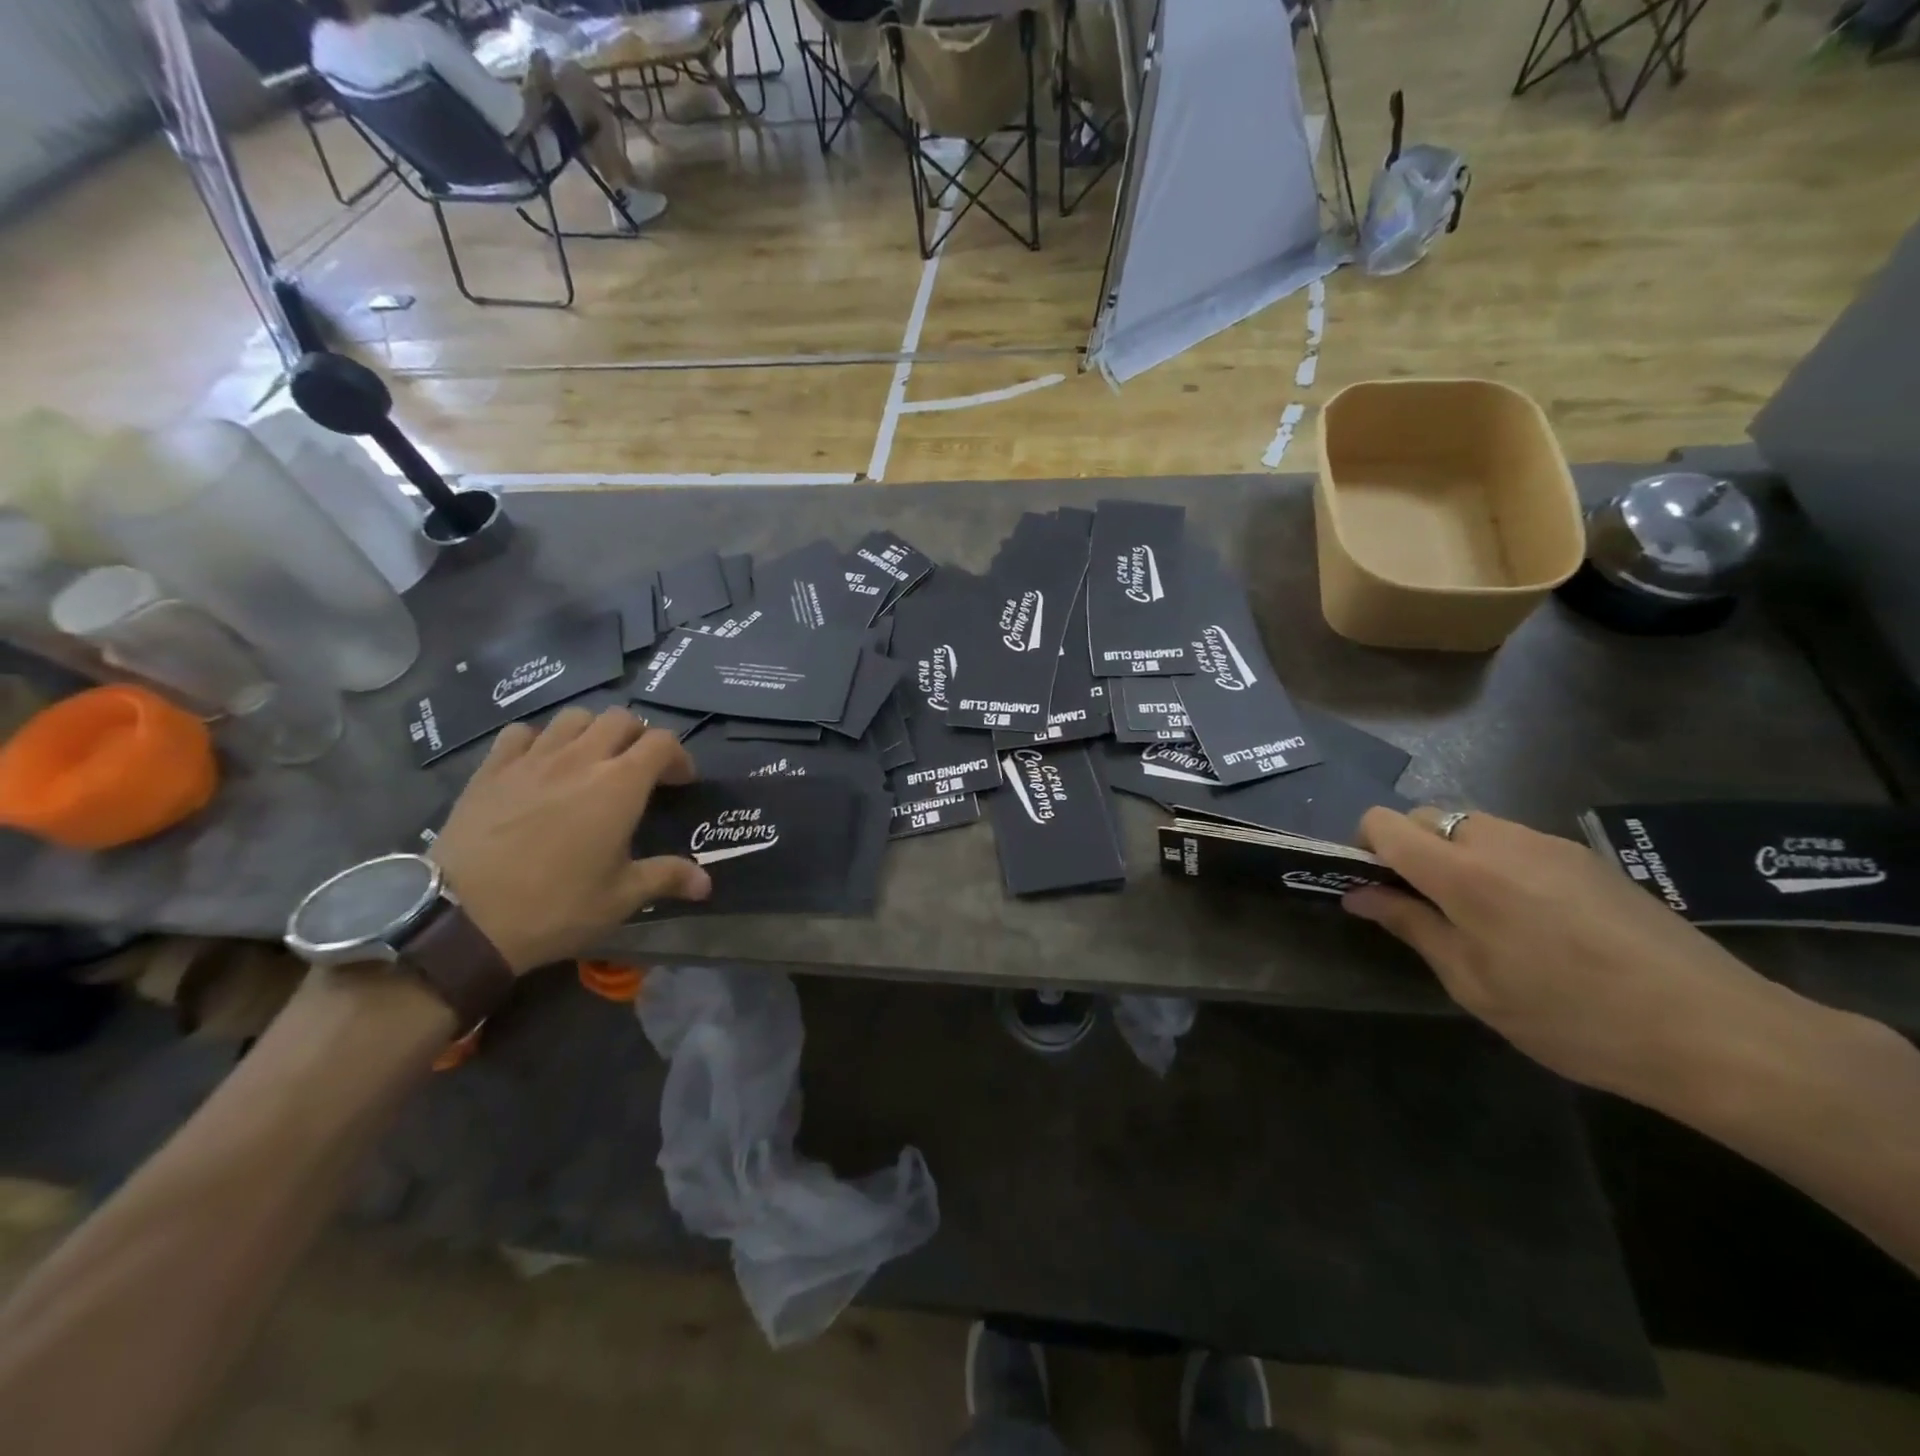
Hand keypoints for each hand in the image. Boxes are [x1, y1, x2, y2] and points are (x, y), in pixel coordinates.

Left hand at [427, 708, 710, 973]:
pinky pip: (521, 733)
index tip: (679, 782)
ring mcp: (531, 759)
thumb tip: (706, 883)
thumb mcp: (620, 898)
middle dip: (638, 737)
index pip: (662, 742)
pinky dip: (539, 739)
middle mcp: (580, 758)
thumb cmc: (555, 906)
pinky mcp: (491, 769)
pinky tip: (539, 765)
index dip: (678, 756)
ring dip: (592, 732)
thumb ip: (667, 878)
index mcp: (620, 785)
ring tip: (592, 761)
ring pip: (573, 717)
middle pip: (620, 718)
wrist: (461, 919)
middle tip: (639, 770)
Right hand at [1344, 806, 1779, 1102]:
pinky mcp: (1585, 856)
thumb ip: (1410, 926)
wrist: (1717, 1032)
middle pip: (1425, 817)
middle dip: (1409, 850)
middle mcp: (1500, 840)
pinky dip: (1496, 862)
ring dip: (1454, 855)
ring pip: (1471, 825)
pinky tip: (1533, 918)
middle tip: (1425, 907)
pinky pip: (1515, 841)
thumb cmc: (1573, 1017)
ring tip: (1482, 916)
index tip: (1372, 886)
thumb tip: (1358, 894)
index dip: (1363, 845)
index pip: (1383, 822)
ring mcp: (1549, 843)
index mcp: (1462, 872)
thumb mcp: (1473, 983)